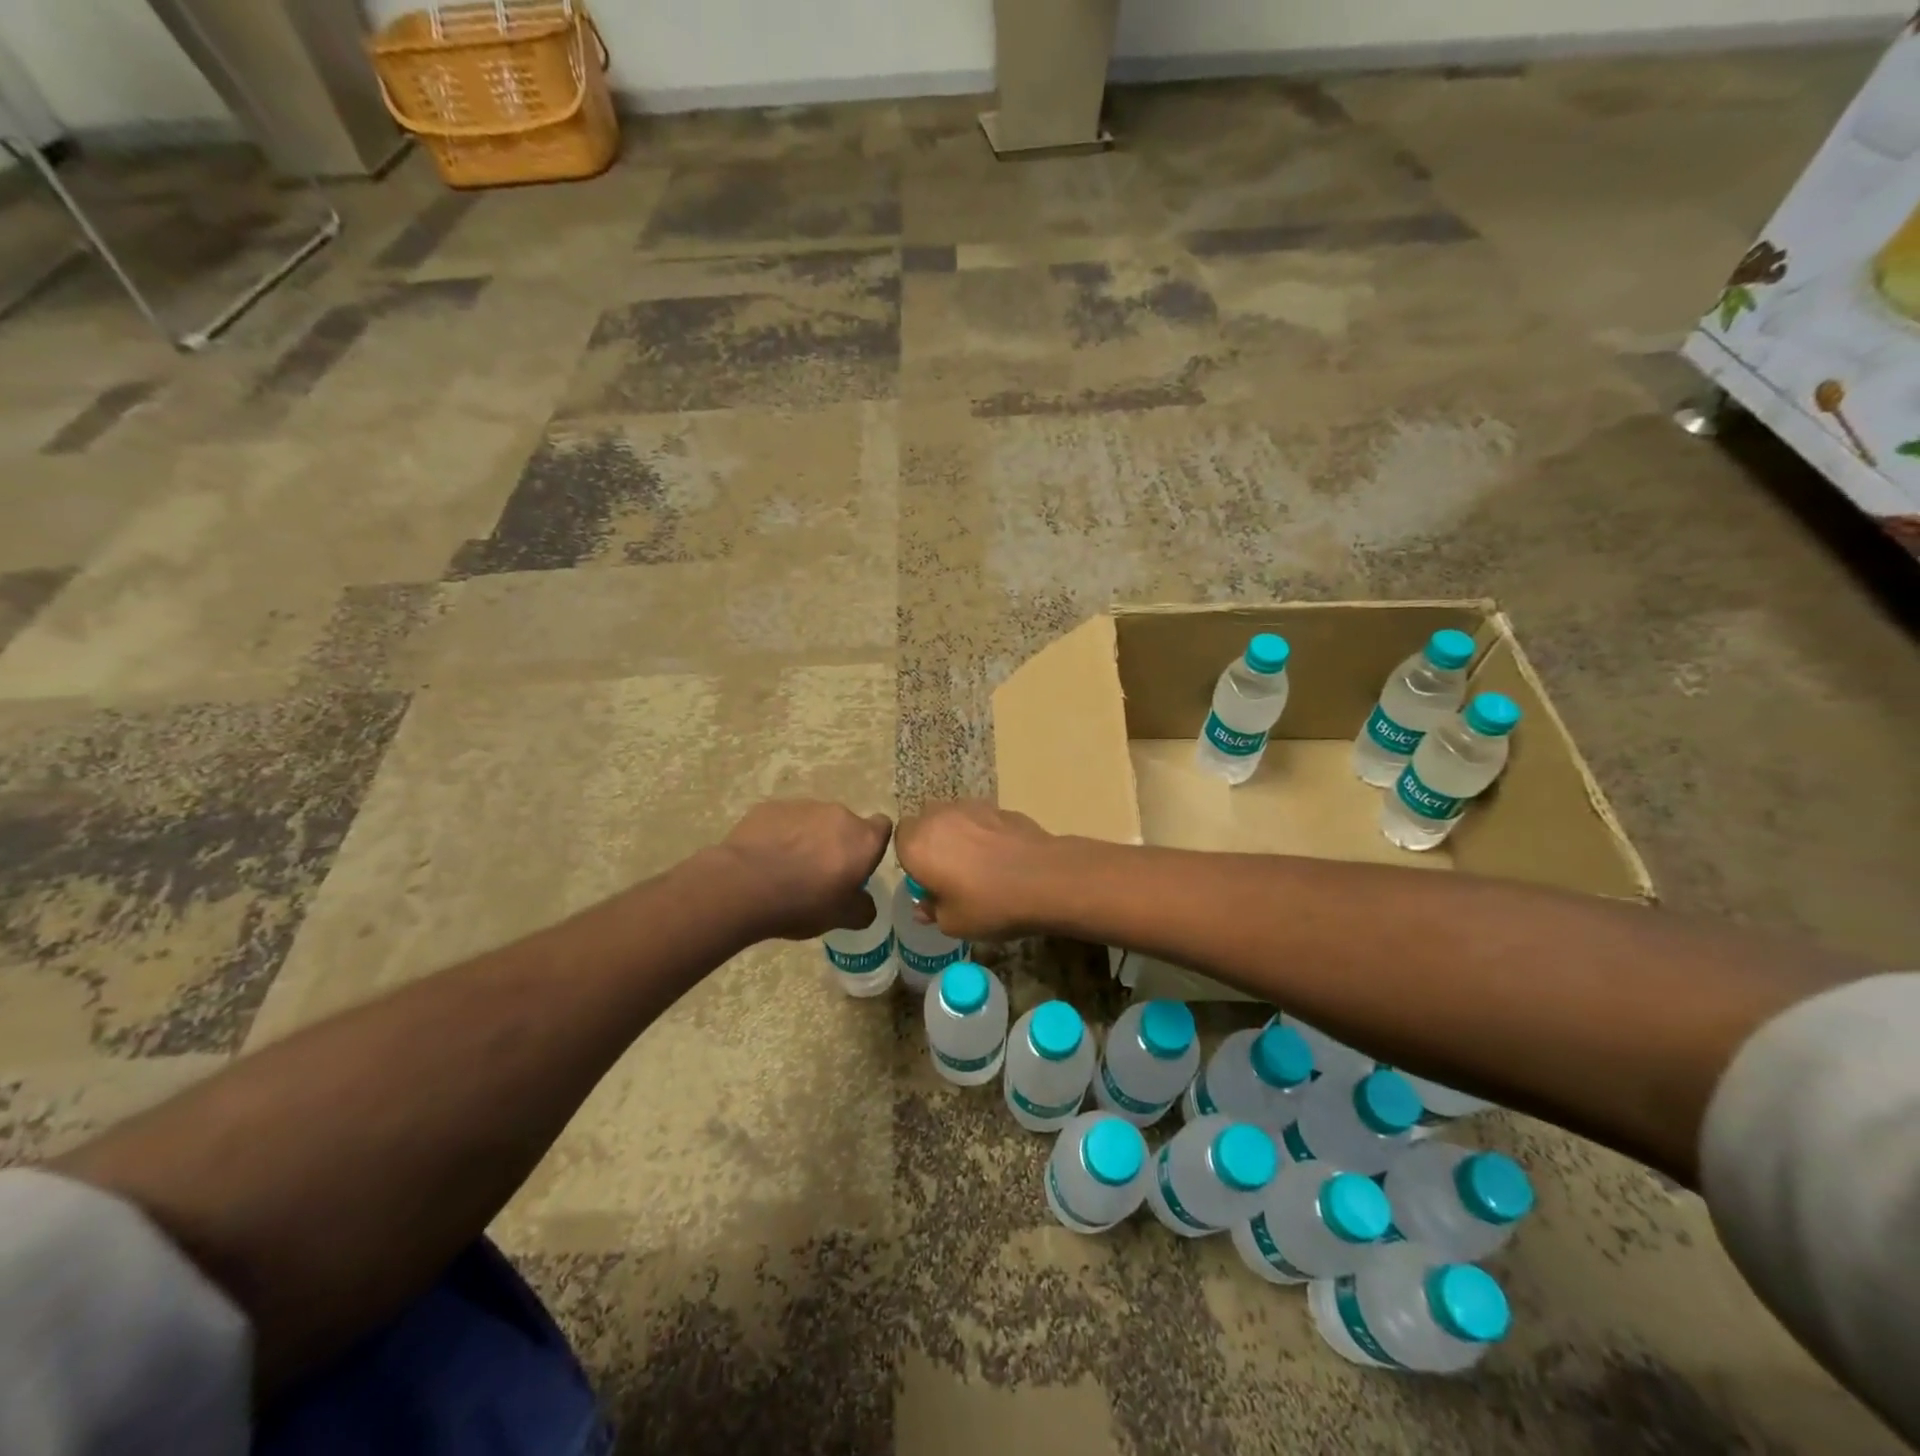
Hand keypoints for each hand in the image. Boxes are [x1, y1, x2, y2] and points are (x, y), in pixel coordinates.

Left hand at [716, 800, 891, 941]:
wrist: (745, 886)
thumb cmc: (803, 902)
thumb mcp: (841, 918)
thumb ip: (862, 909)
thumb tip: (865, 904)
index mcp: (862, 839)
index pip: (882, 827)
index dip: (872, 845)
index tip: (858, 865)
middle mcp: (838, 814)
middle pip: (845, 825)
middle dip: (837, 844)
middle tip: (820, 873)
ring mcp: (803, 806)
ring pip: (813, 820)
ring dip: (807, 838)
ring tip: (786, 867)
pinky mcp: (771, 807)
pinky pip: (783, 820)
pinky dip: (780, 835)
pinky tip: (765, 857)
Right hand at [894, 800, 1055, 940]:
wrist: (1045, 879)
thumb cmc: (989, 904)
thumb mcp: (953, 923)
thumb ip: (932, 910)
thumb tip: (925, 905)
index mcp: (917, 844)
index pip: (898, 840)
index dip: (912, 859)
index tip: (928, 880)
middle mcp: (938, 817)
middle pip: (925, 823)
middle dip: (933, 842)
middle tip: (950, 872)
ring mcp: (971, 807)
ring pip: (953, 817)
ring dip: (958, 834)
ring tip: (978, 863)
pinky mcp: (999, 807)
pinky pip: (980, 819)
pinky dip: (984, 832)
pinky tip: (1002, 856)